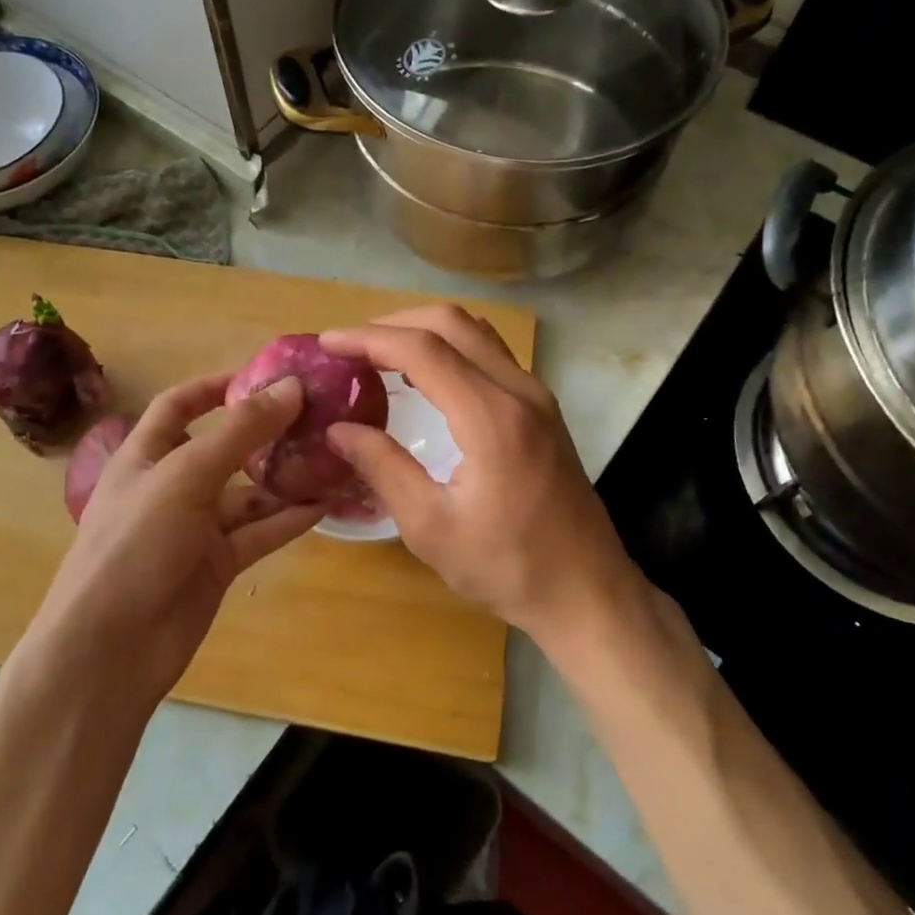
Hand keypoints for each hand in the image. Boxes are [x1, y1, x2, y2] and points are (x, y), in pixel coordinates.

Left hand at [27, 373, 324, 701]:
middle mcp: (171, 486)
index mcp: (146, 455)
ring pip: (248, 493)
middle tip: (316, 416)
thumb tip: (292, 387)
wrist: (110, 649)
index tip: (264, 375)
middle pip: (223, 447)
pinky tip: (325, 504)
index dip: (216, 386)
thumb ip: (240, 431)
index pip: (179, 406)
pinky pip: (259, 532)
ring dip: (284, 477)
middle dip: (265, 432)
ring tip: (331, 457)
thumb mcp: (186, 476)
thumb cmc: (135, 544)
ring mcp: (195, 527)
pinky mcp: (217, 564)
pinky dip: (289, 518)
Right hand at [319, 306, 643, 645]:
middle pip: (452, 323)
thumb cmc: (508, 568)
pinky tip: (425, 378)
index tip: (328, 343)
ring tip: (380, 355)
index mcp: (493, 417)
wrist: (587, 592)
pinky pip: (491, 354)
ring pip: (476, 332)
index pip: (423, 350)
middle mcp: (520, 390)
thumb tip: (339, 429)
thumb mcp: (431, 528)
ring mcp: (537, 395)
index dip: (369, 338)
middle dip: (395, 323)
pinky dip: (451, 348)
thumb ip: (383, 468)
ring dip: (425, 331)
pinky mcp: (543, 408)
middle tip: (351, 347)